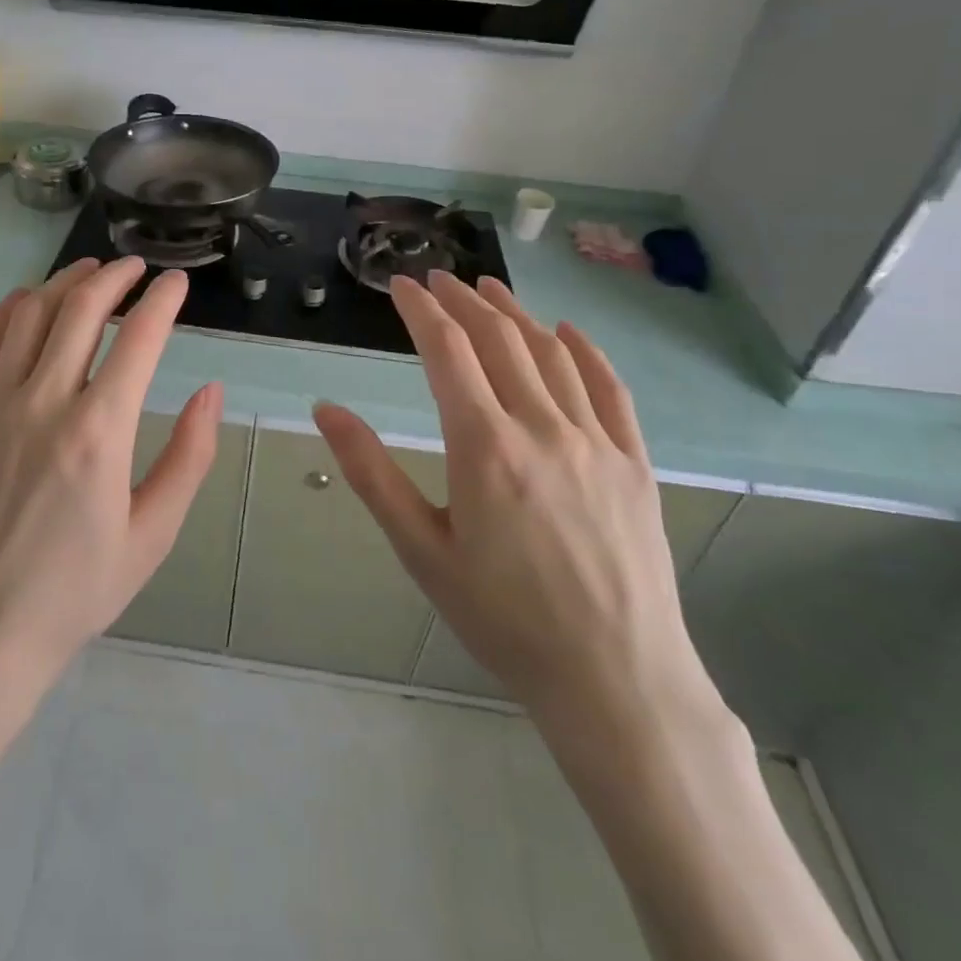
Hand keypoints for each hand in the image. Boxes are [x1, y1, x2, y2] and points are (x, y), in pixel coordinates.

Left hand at [0, 257, 223, 706]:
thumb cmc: (74, 592)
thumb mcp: (152, 534)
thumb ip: (189, 456)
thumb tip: (211, 392)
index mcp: (99, 431)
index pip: (139, 339)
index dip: (162, 301)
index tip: (177, 283)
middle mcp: (44, 403)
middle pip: (81, 310)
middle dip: (114, 277)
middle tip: (136, 267)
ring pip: (28, 316)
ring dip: (63, 283)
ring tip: (89, 270)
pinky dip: (6, 312)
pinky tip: (24, 301)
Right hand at [314, 271, 717, 748]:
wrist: (615, 680)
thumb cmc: (503, 618)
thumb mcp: (420, 550)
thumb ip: (370, 472)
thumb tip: (325, 409)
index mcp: (484, 446)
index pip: (447, 351)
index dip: (420, 311)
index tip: (400, 286)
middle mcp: (542, 427)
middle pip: (499, 339)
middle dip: (463, 301)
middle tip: (437, 279)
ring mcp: (596, 441)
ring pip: (551, 354)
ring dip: (515, 314)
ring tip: (488, 289)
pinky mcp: (634, 462)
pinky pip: (609, 388)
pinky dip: (584, 351)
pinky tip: (567, 332)